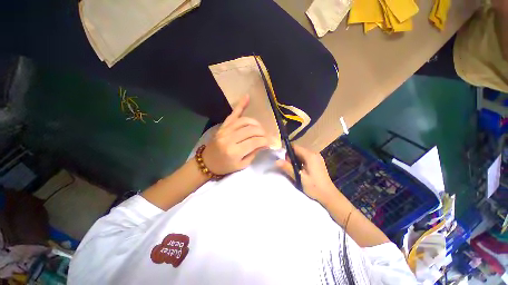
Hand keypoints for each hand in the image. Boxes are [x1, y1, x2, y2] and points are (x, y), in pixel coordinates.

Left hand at [202, 95, 269, 174]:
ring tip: (260, 128)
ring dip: (256, 123)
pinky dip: (241, 105)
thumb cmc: (225, 166)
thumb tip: (265, 143)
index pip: (255, 141)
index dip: (266, 141)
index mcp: (234, 151)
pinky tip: (247, 97)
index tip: (271, 142)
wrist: (207, 162)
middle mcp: (230, 138)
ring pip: (245, 121)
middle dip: (262, 132)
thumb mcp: (242, 165)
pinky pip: (233, 114)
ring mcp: (225, 130)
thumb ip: (253, 153)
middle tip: (266, 136)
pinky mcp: (223, 126)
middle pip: (251, 130)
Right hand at [276, 145, 342, 204]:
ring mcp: (317, 157)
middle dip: (291, 157)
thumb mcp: (299, 177)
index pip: (295, 147)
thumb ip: (288, 167)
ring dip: (296, 160)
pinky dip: (301, 161)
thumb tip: (276, 161)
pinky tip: (301, 170)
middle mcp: (314, 153)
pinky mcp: (318, 161)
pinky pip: (306, 157)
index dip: (288, 152)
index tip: (285, 161)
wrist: (329, 195)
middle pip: (298, 150)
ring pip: (301, 154)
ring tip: (295, 170)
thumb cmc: (314, 186)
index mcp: (310, 155)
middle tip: (289, 167)